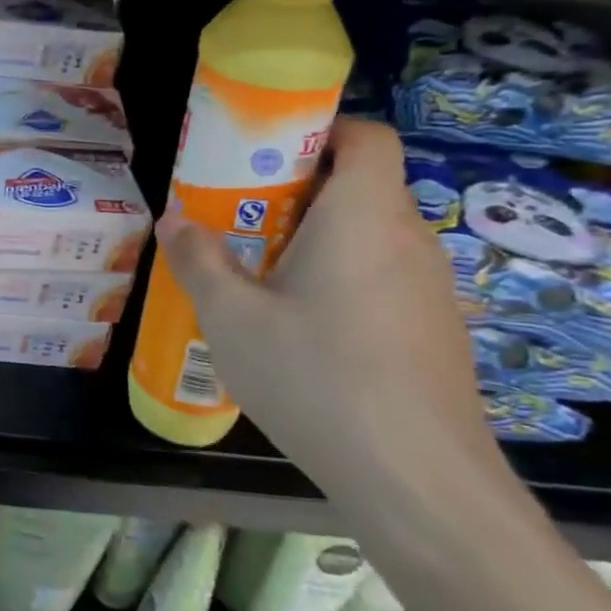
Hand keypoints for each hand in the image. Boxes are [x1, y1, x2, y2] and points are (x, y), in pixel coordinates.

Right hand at [156, 118, 503, 522]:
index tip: (268, 155)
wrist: (417, 480)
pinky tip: (307, 332)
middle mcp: (408, 239)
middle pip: (361, 186)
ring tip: (265, 279)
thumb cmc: (316, 377)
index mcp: (363, 216)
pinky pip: (385, 278)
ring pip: (371, 236)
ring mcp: (432, 288)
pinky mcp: (437, 331)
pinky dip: (344, 280)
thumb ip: (198, 260)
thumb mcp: (231, 318)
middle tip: (243, 221)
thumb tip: (173, 220)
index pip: (367, 136)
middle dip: (300, 192)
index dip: (322, 129)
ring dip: (319, 240)